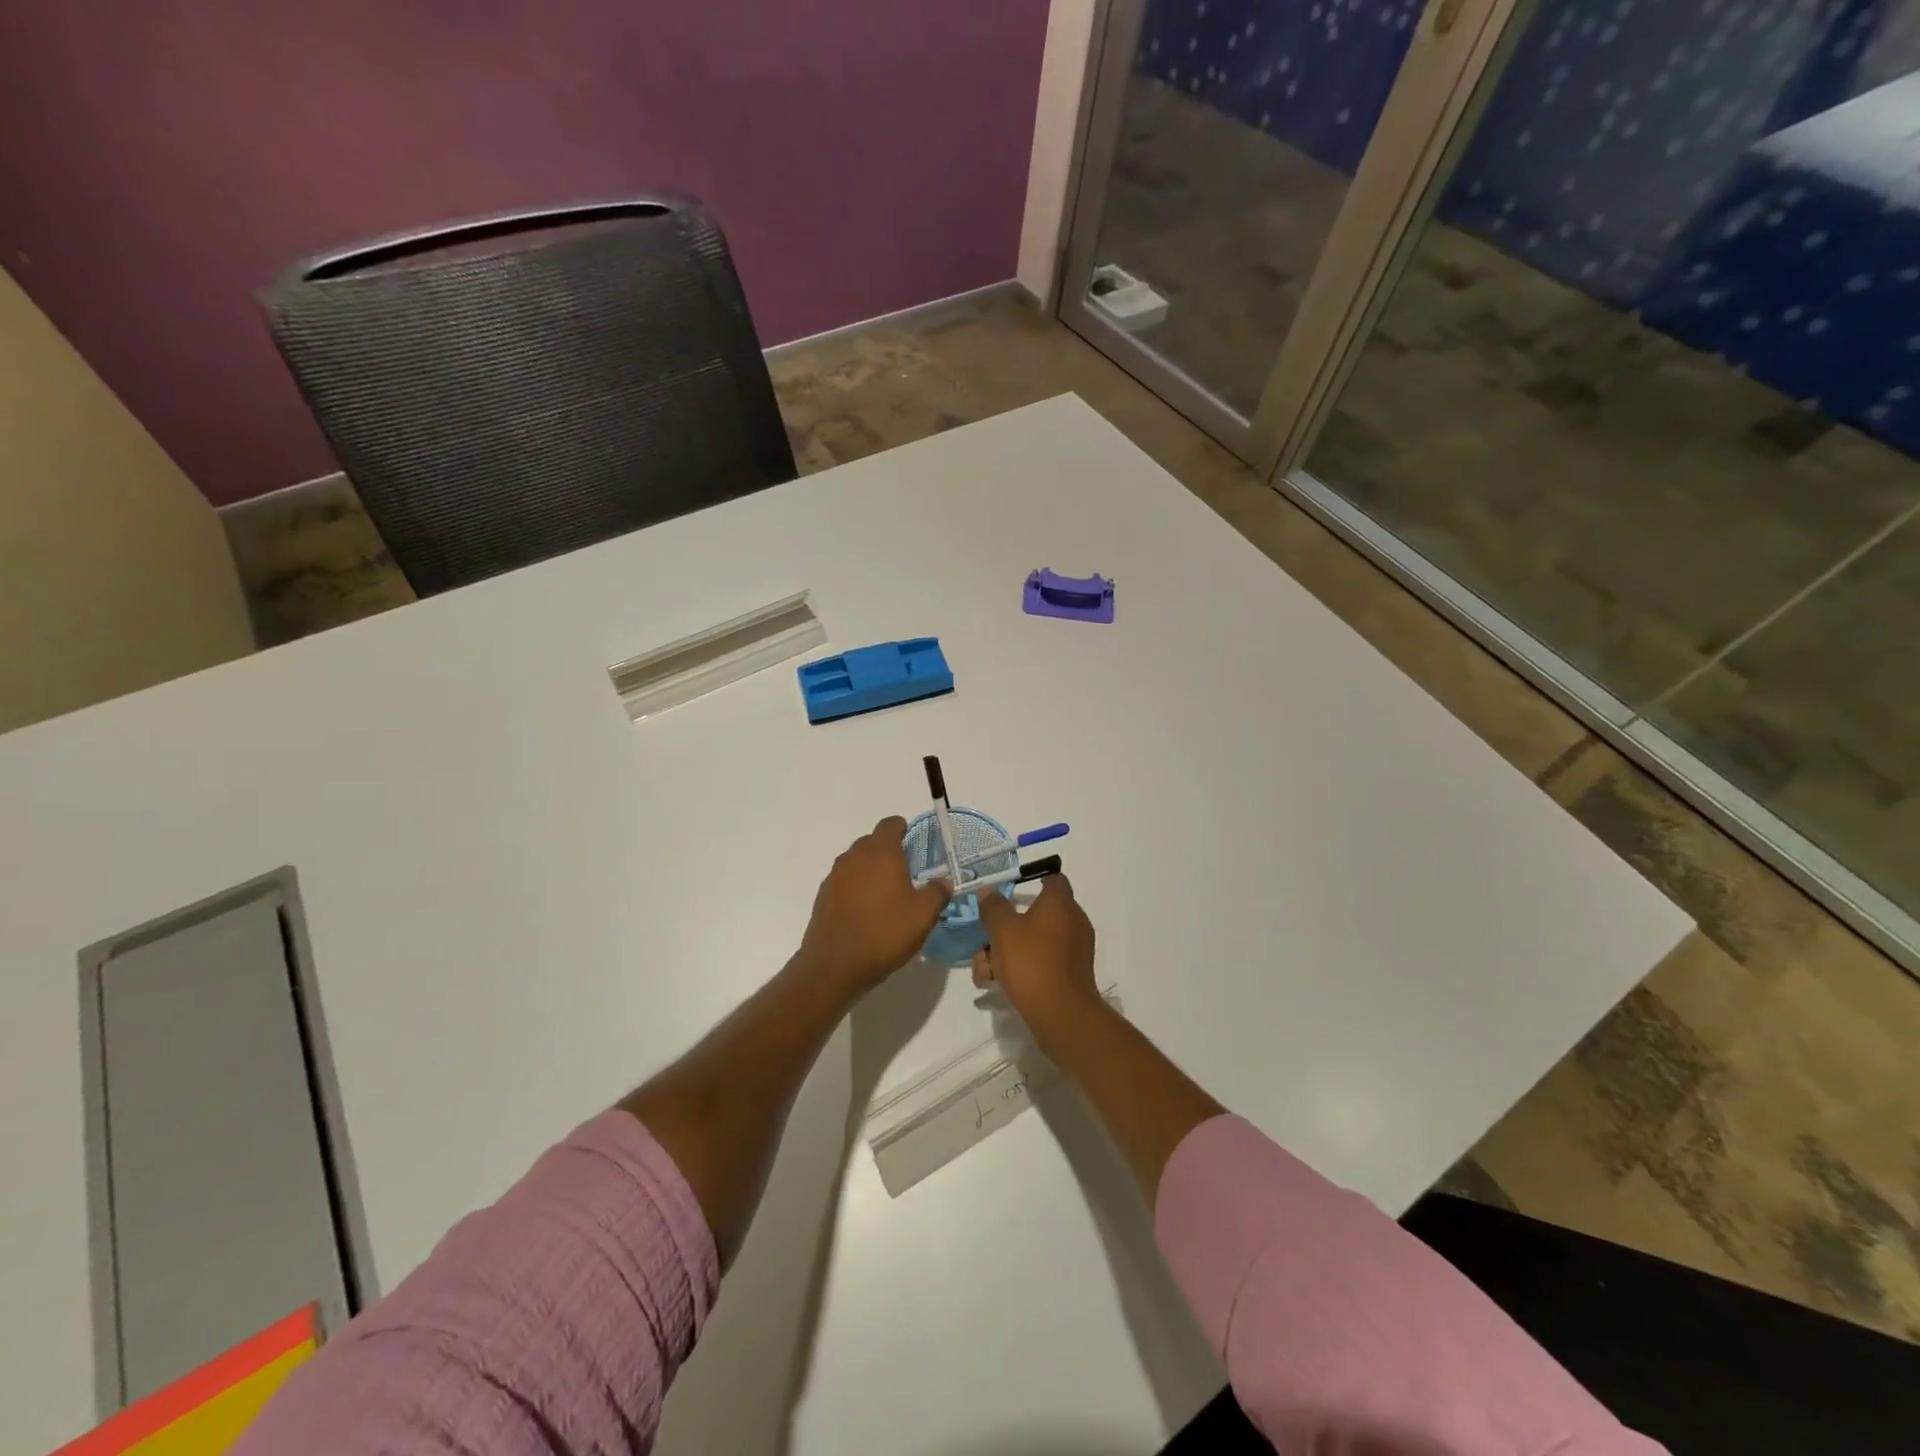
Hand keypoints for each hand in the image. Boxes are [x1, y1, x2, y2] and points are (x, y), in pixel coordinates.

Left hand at [798, 817, 950, 993]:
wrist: (835, 965)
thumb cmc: (885, 932)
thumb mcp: (923, 915)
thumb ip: (937, 892)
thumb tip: (943, 881)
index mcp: (880, 852)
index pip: (890, 824)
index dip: (903, 829)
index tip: (913, 841)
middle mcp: (854, 856)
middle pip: (872, 842)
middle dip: (888, 851)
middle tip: (907, 872)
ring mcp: (835, 876)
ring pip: (857, 862)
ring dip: (871, 870)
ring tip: (887, 894)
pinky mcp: (823, 896)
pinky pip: (844, 882)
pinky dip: (856, 888)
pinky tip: (866, 911)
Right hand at [972, 876, 1104, 1053]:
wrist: (1061, 1015)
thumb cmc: (1032, 962)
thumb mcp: (1002, 930)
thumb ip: (993, 907)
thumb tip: (989, 891)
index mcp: (1060, 903)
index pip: (1052, 878)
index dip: (1032, 878)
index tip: (1010, 886)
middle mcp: (1073, 921)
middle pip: (1036, 913)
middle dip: (1005, 926)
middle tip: (984, 938)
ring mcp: (1074, 949)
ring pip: (1034, 940)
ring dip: (1007, 950)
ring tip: (983, 970)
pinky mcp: (1070, 973)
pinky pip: (1042, 960)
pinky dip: (1021, 966)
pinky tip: (996, 983)